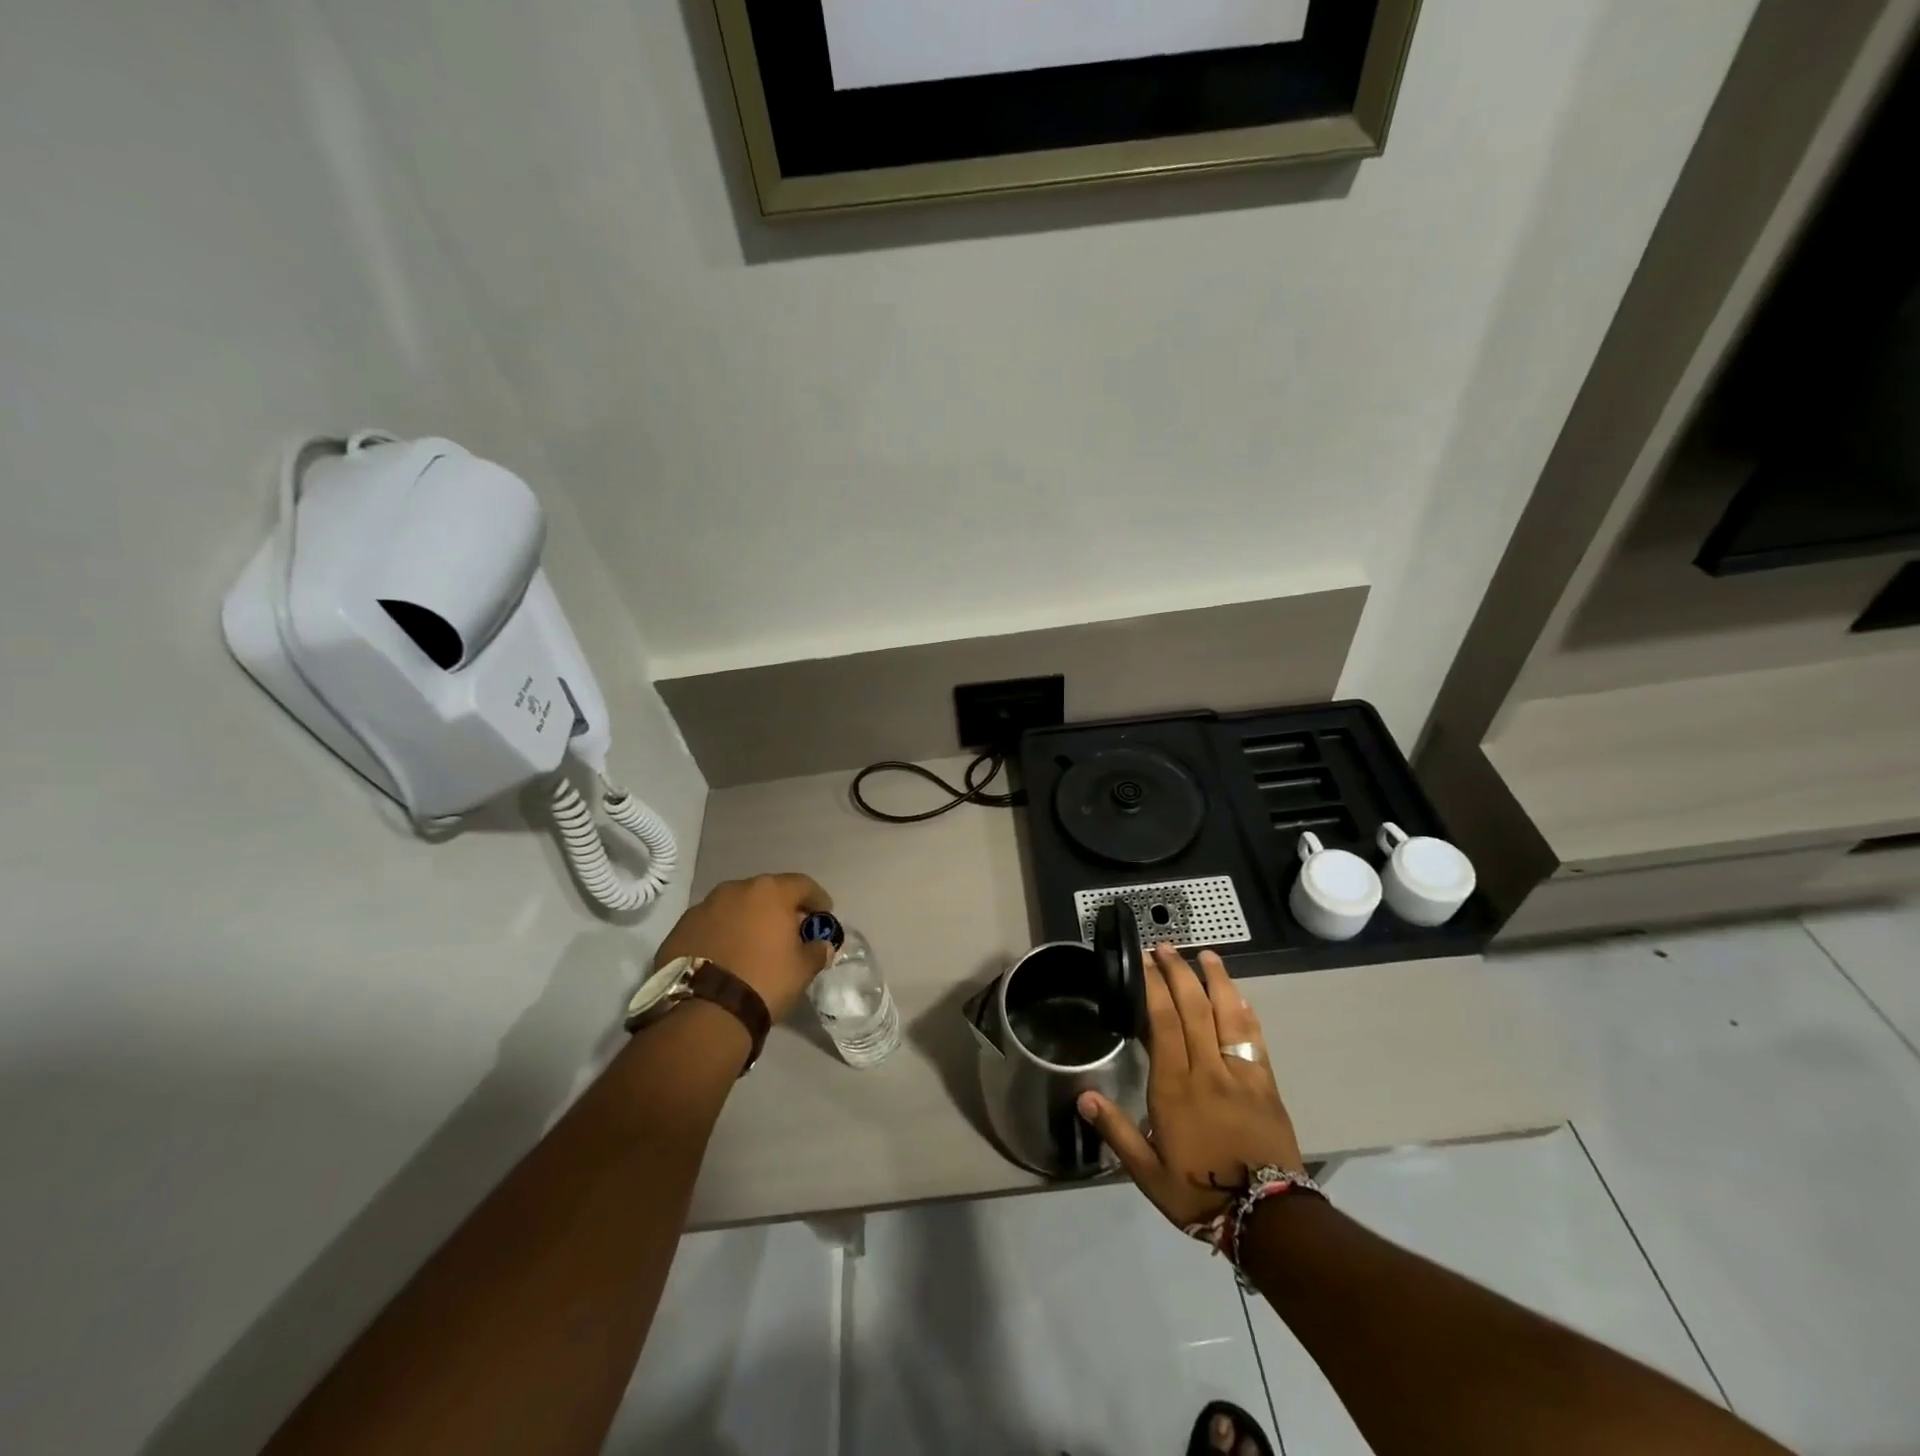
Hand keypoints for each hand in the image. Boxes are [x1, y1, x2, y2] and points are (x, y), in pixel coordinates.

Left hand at [653, 874, 834, 1022]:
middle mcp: (735, 889)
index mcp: (769, 892)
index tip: (824, 914)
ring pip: (735, 907)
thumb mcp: (803, 970)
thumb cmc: (764, 981)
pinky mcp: (680, 929)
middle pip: (766, 892)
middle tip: (788, 930)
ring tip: (753, 944)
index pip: (803, 885)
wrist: (703, 1012)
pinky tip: (726, 956)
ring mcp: (703, 907)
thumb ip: (817, 950)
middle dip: (780, 908)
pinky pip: (710, 925)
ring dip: (748, 919)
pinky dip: (722, 934)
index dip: (817, 899)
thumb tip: (820, 945)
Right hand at [1078, 944, 1304, 1228]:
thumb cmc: (1199, 1193)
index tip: (1144, 962)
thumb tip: (1083, 1096)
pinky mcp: (1266, 1085)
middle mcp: (1207, 1070)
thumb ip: (1116, 1131)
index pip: (1163, 1022)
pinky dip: (1246, 1012)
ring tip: (1206, 954)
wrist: (1267, 1219)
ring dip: (1216, 980)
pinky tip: (1240, 996)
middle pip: (1193, 1008)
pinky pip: (1254, 1039)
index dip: (1153, 987)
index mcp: (1175, 1087)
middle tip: (1166, 947)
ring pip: (1227, 1015)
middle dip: (1178, 972)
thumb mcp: (1147, 1172)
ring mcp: (1240, 1074)